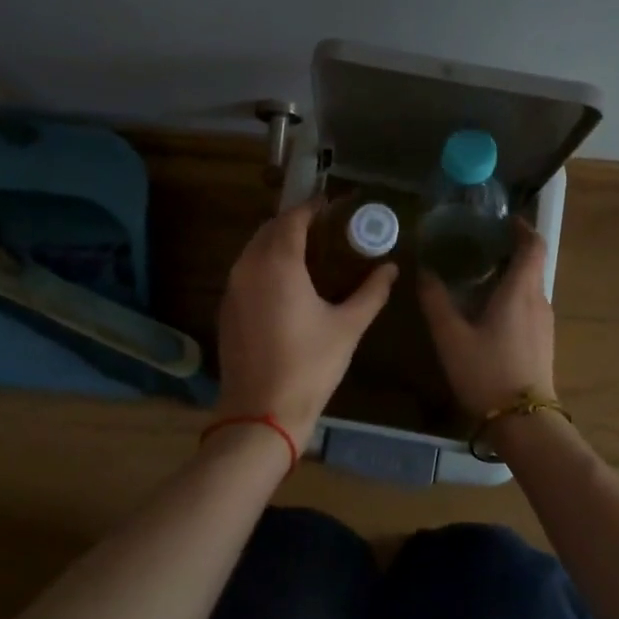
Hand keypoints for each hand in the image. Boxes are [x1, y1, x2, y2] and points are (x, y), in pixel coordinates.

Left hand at [215, 201, 397, 447]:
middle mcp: (248, 267)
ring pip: (253, 250)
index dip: (313, 207)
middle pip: (269, 229)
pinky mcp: (227, 310)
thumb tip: (391, 269)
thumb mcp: (348, 327)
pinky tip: (287, 282)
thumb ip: (371, 292)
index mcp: (277, 263)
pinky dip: (265, 265)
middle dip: (295, 222)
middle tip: (326, 227)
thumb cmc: (309, 366)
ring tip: (310, 251)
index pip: (292, 218)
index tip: (334, 205)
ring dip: (278, 242)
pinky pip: (245, 272)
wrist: (261, 413)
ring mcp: (232, 289)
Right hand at [418, 219, 556, 417]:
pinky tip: (489, 312)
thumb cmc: (487, 372)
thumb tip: (424, 272)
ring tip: (478, 278)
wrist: (524, 421)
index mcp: (520, 291)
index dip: (523, 228)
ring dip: (510, 276)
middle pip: (532, 265)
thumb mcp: (451, 336)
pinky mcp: (543, 342)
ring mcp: (544, 323)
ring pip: (530, 287)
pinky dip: (513, 297)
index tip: (505, 220)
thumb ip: (436, 301)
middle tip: (478, 247)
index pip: (534, 246)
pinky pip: (529, 306)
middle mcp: (538, 300)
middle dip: (510, 251)